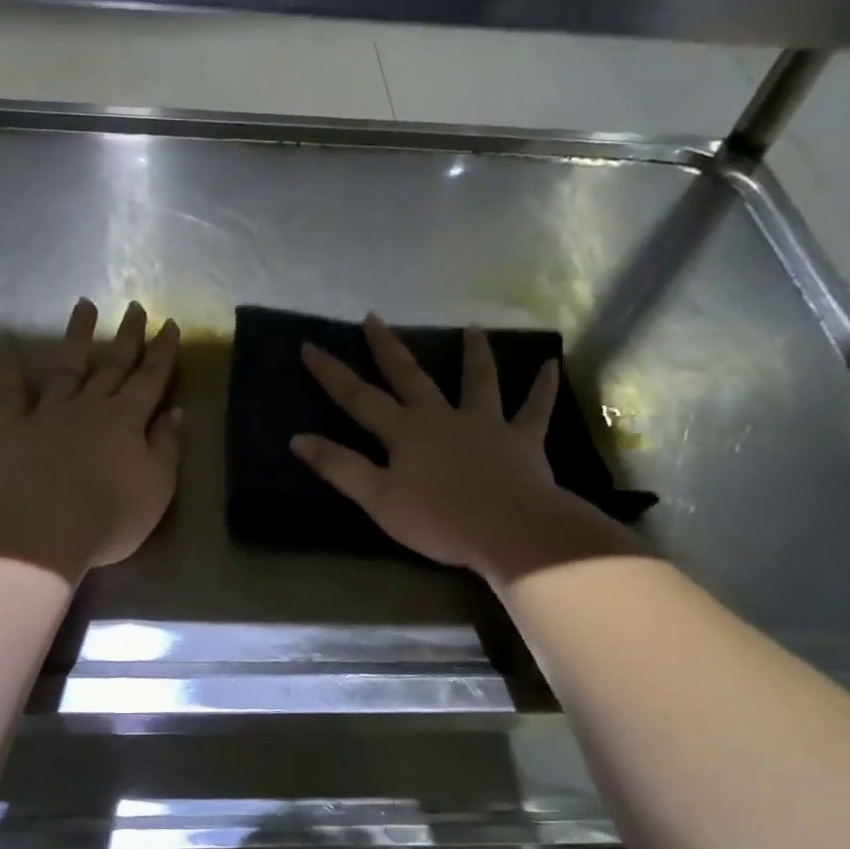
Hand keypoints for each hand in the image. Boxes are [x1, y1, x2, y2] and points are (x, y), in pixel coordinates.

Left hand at [0, 298, 181, 577]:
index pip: (151, 378)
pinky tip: (8, 347)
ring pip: (67, 366)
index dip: (162, 351)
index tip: (169, 323)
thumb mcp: (158, 486)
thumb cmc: (111, 516)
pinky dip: (10, 370)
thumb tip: (174, 412)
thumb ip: (167, 447)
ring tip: (85, 305)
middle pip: (113, 365)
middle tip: (136, 306)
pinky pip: (10, 393)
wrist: (44, 532)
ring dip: (78, 336)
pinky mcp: (13, 428)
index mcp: (127, 418)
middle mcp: (90, 406)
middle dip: (128, 336)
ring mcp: (49, 413)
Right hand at [292, 315, 634, 581]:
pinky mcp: (523, 440)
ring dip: (474, 354)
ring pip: (478, 381)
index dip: (332, 374)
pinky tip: (551, 365)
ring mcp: (486, 424)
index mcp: (405, 432)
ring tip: (472, 326)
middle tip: (374, 318)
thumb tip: (298, 439)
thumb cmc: (438, 519)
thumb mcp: (378, 499)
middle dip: (388, 348)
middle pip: (410, 376)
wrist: (509, 529)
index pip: (359, 398)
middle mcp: (442, 417)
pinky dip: (543, 388)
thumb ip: (340, 467)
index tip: (310, 346)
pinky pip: (535, 409)